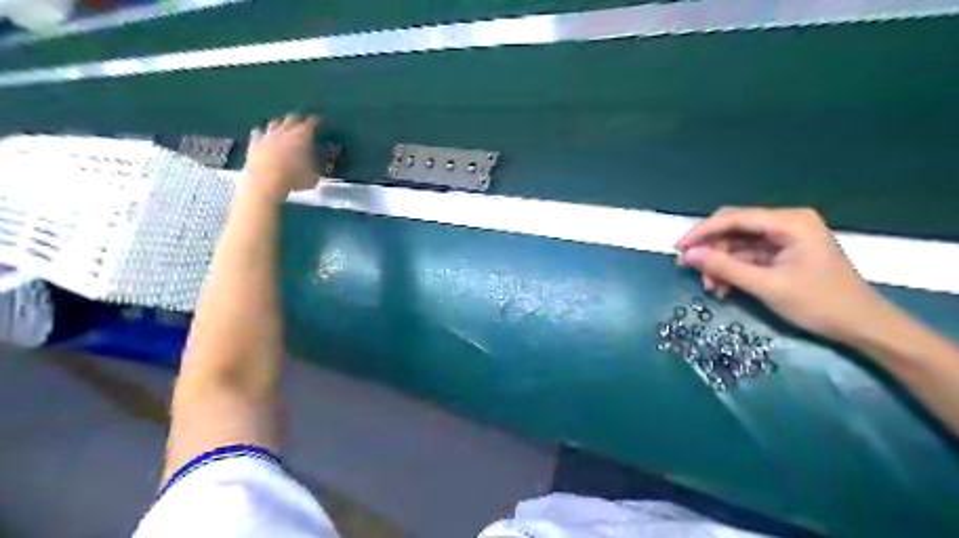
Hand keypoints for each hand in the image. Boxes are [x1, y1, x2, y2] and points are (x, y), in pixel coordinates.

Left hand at [242, 114, 318, 200]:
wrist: (266, 181)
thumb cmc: (294, 178)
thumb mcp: (313, 176)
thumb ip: (315, 168)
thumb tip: (316, 166)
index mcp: (302, 136)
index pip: (311, 123)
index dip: (316, 121)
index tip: (319, 121)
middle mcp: (285, 131)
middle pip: (292, 118)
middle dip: (298, 119)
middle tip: (302, 123)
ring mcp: (268, 135)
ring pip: (274, 123)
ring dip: (280, 124)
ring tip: (283, 127)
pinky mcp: (254, 142)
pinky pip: (258, 132)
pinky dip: (262, 133)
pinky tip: (264, 136)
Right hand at [678, 208, 886, 342]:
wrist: (863, 327)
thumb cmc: (819, 304)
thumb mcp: (767, 286)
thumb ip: (724, 267)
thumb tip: (687, 255)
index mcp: (789, 222)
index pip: (735, 218)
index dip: (702, 231)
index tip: (678, 248)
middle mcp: (786, 223)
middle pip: (734, 228)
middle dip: (711, 249)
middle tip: (688, 268)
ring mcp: (785, 239)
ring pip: (738, 244)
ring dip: (720, 263)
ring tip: (710, 287)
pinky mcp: (784, 254)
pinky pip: (748, 256)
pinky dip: (733, 270)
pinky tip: (723, 287)